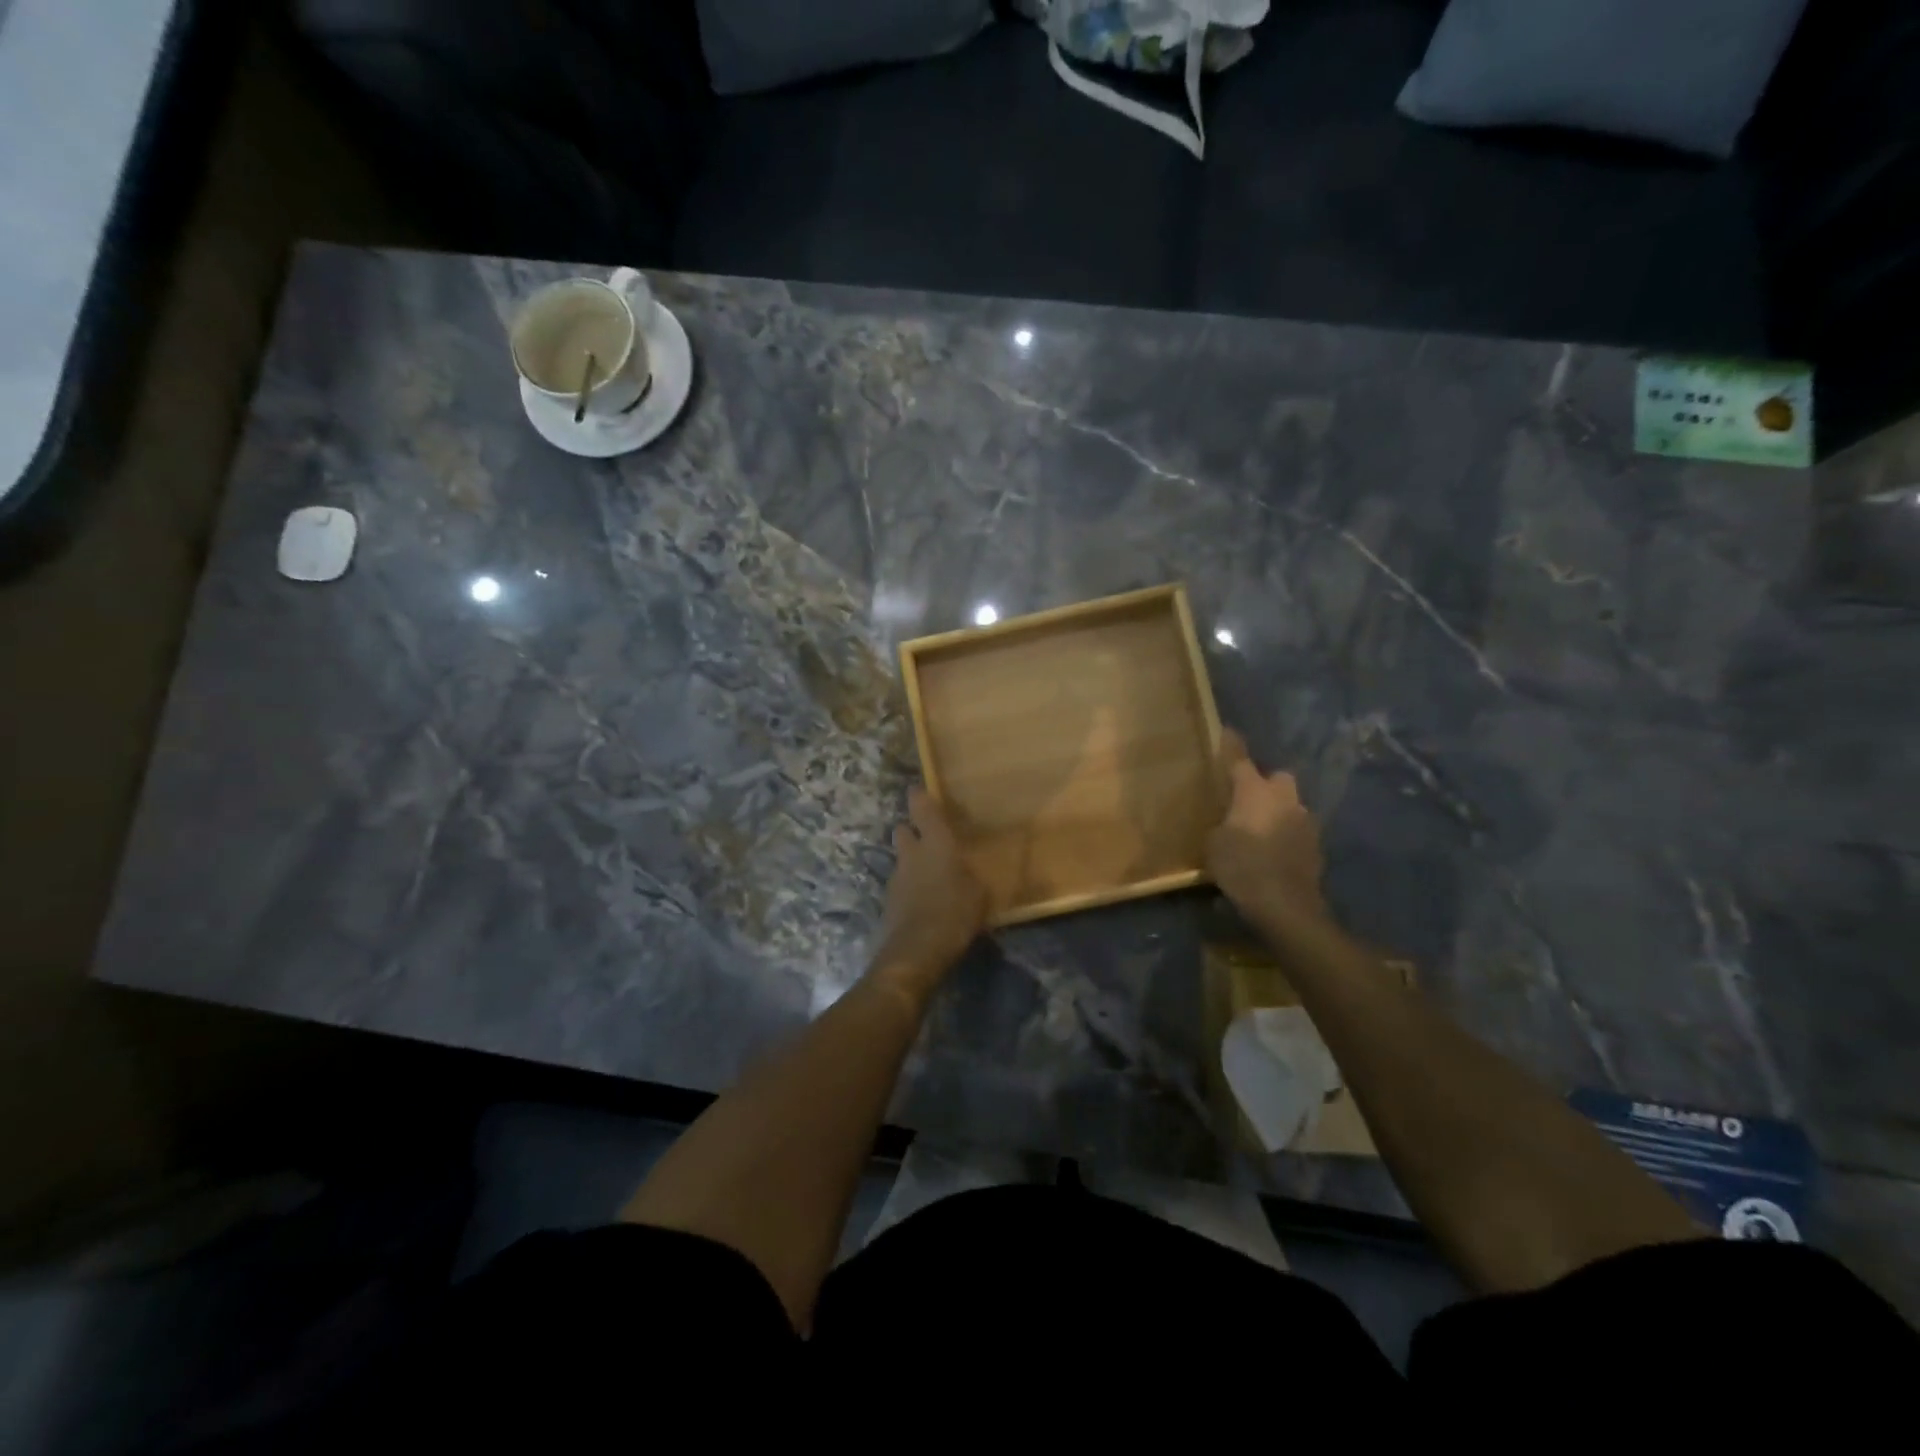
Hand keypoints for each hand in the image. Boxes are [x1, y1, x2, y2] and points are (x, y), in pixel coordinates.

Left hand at [871, 787, 987, 1000]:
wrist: (916, 951)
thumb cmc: (955, 913)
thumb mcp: (979, 893)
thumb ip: (970, 875)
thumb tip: (967, 871)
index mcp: (936, 843)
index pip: (922, 807)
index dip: (920, 797)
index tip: (920, 791)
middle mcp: (911, 854)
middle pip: (902, 830)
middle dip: (911, 831)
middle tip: (929, 840)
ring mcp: (896, 878)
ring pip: (901, 859)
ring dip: (911, 863)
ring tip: (931, 877)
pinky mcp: (888, 902)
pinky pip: (900, 885)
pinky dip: (910, 888)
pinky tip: (924, 902)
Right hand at [1206, 729, 1332, 928]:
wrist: (1285, 905)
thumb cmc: (1241, 867)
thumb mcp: (1213, 844)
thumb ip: (1221, 824)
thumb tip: (1227, 821)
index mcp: (1254, 792)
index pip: (1240, 759)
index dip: (1232, 745)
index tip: (1228, 731)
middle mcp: (1284, 799)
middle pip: (1277, 778)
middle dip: (1266, 784)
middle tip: (1247, 800)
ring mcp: (1305, 821)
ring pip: (1291, 805)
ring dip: (1278, 812)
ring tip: (1261, 830)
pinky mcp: (1316, 847)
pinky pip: (1297, 831)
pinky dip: (1286, 836)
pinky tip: (1274, 852)